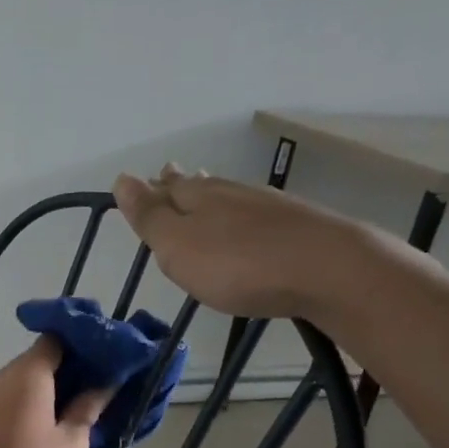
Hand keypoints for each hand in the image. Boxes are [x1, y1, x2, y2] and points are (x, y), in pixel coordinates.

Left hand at [0, 338, 109, 447]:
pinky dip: (32, 402)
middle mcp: (1, 378)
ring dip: (50, 387)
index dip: (81, 342)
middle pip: (37, 359)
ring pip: (23, 380)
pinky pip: (10, 399)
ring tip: (80, 405)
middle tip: (99, 383)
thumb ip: (88, 406)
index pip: (54, 338)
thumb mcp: (73, 442)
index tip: (105, 356)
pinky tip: (51, 423)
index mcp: (26, 375)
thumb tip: (103, 383)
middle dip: (68, 366)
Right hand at [113, 165, 373, 325]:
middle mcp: (231, 193)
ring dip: (211, 197)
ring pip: (229, 197)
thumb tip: (122, 179)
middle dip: (180, 185)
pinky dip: (241, 216)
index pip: (166, 189)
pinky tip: (246, 224)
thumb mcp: (179, 246)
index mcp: (198, 197)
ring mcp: (268, 207)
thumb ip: (151, 216)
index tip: (140, 184)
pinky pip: (255, 215)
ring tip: (202, 194)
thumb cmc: (238, 263)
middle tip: (169, 178)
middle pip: (199, 186)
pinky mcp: (296, 226)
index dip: (150, 189)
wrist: (326, 268)